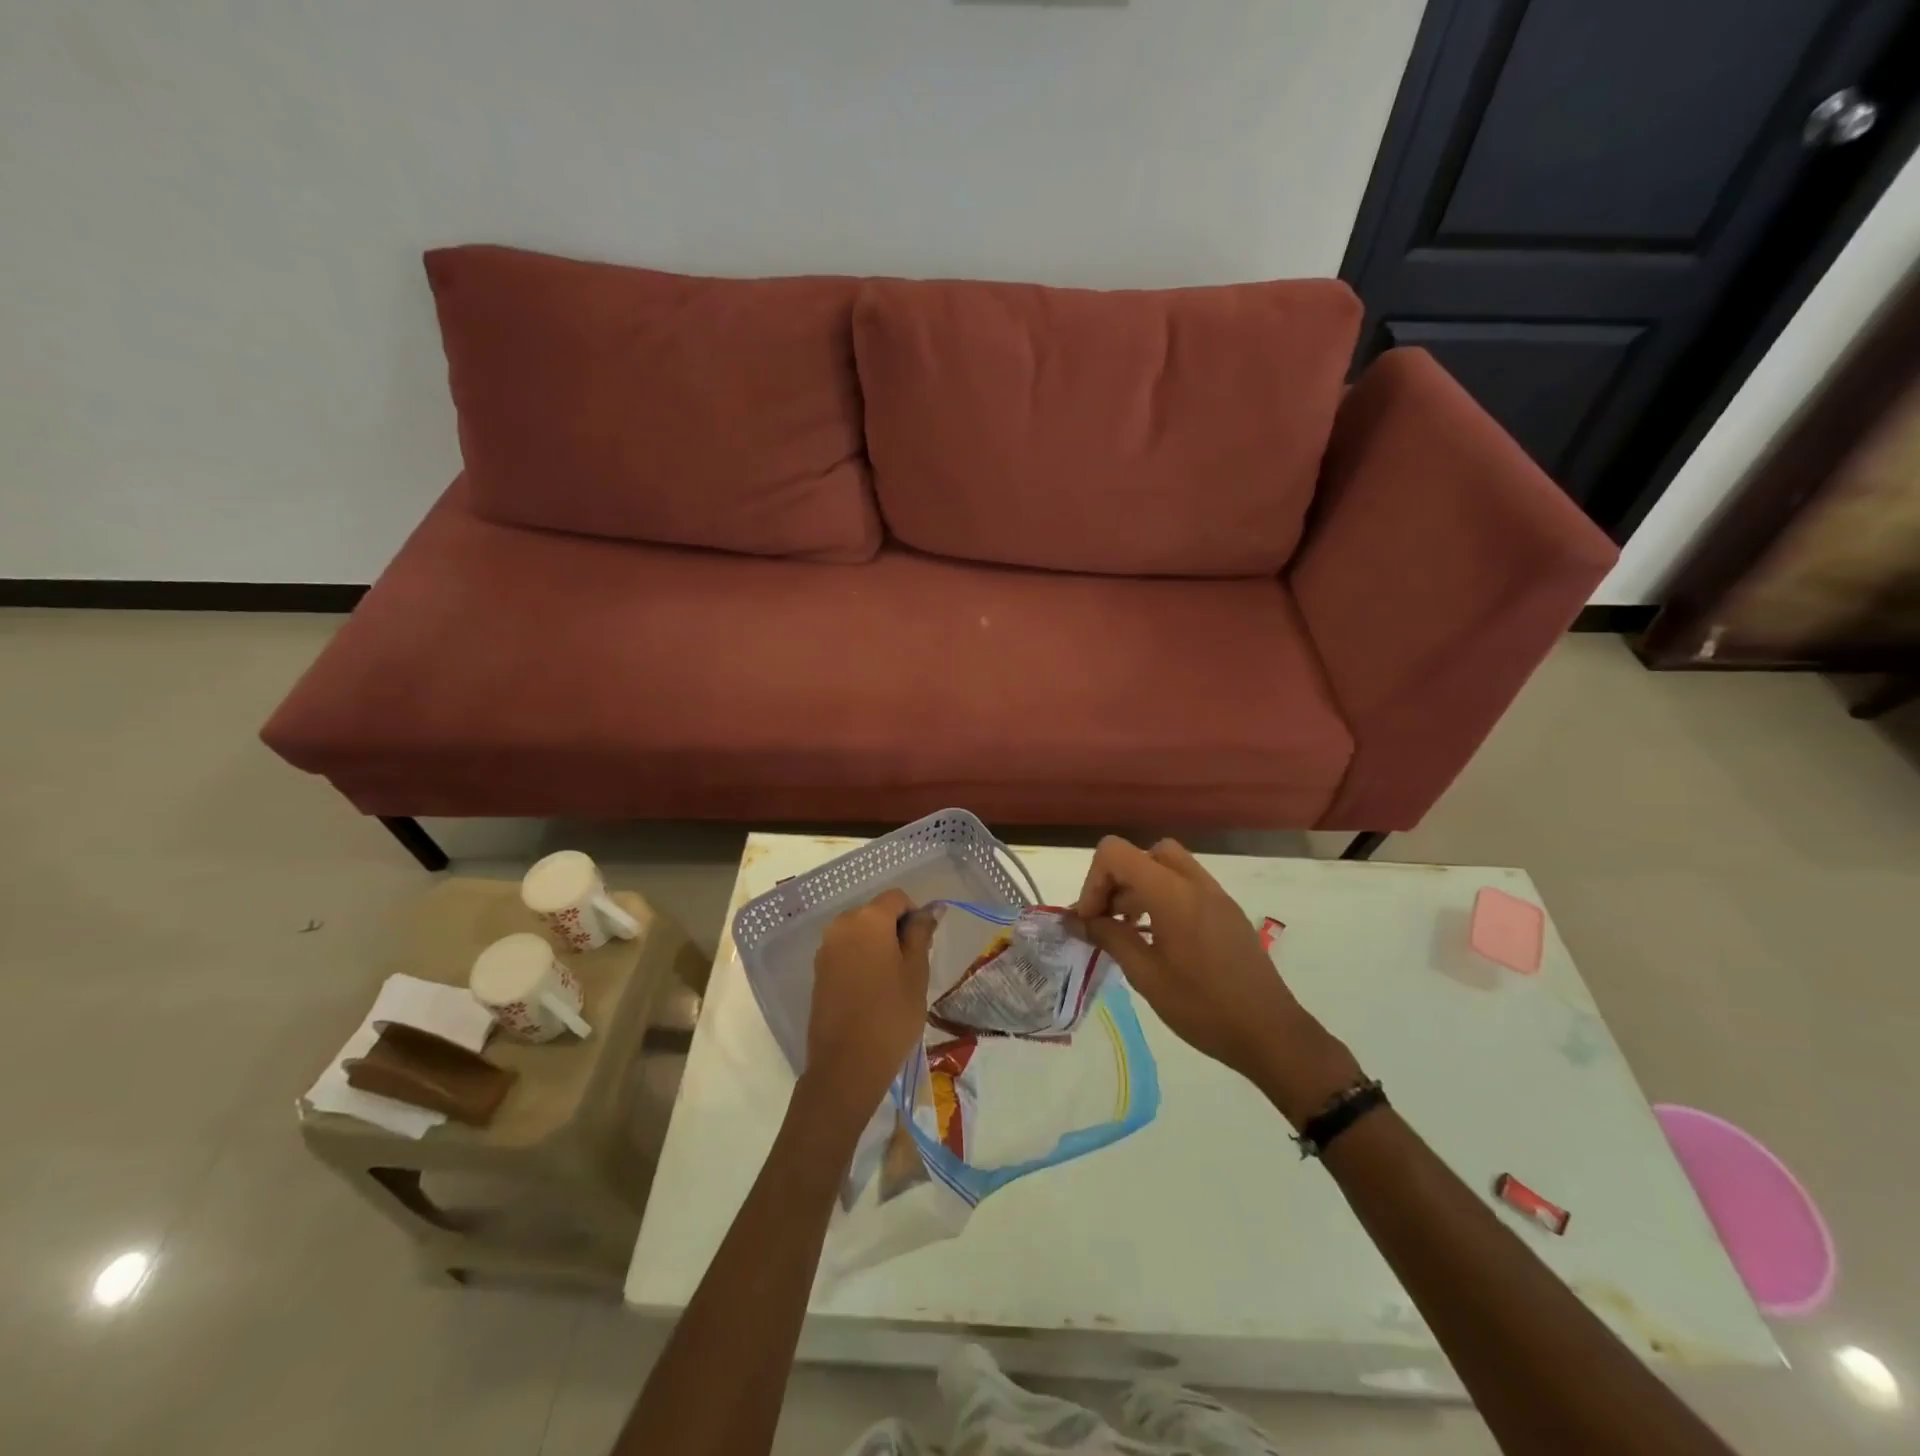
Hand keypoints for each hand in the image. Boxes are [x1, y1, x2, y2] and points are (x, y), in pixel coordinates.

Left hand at [801, 890, 933, 1127]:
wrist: (846, 1065)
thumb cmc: (891, 1014)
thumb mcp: (916, 972)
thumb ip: (921, 933)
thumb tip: (929, 909)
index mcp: (868, 918)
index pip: (897, 898)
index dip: (914, 915)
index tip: (923, 946)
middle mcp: (841, 925)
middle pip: (875, 913)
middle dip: (894, 930)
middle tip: (911, 967)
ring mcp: (825, 948)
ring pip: (860, 933)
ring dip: (877, 946)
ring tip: (892, 982)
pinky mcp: (818, 971)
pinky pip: (845, 952)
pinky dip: (861, 961)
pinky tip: (871, 992)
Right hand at [1073, 837, 1360, 1122]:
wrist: (1271, 1034)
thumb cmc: (1203, 1007)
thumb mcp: (1146, 975)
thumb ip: (1108, 937)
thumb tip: (1076, 920)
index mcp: (1172, 893)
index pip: (1116, 853)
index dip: (1094, 881)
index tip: (1091, 920)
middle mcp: (1195, 882)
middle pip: (1143, 854)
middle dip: (1117, 880)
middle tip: (1108, 920)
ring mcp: (1215, 895)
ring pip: (1166, 866)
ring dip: (1139, 888)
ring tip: (1129, 931)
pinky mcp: (1227, 911)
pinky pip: (1186, 885)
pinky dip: (1162, 897)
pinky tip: (1158, 939)